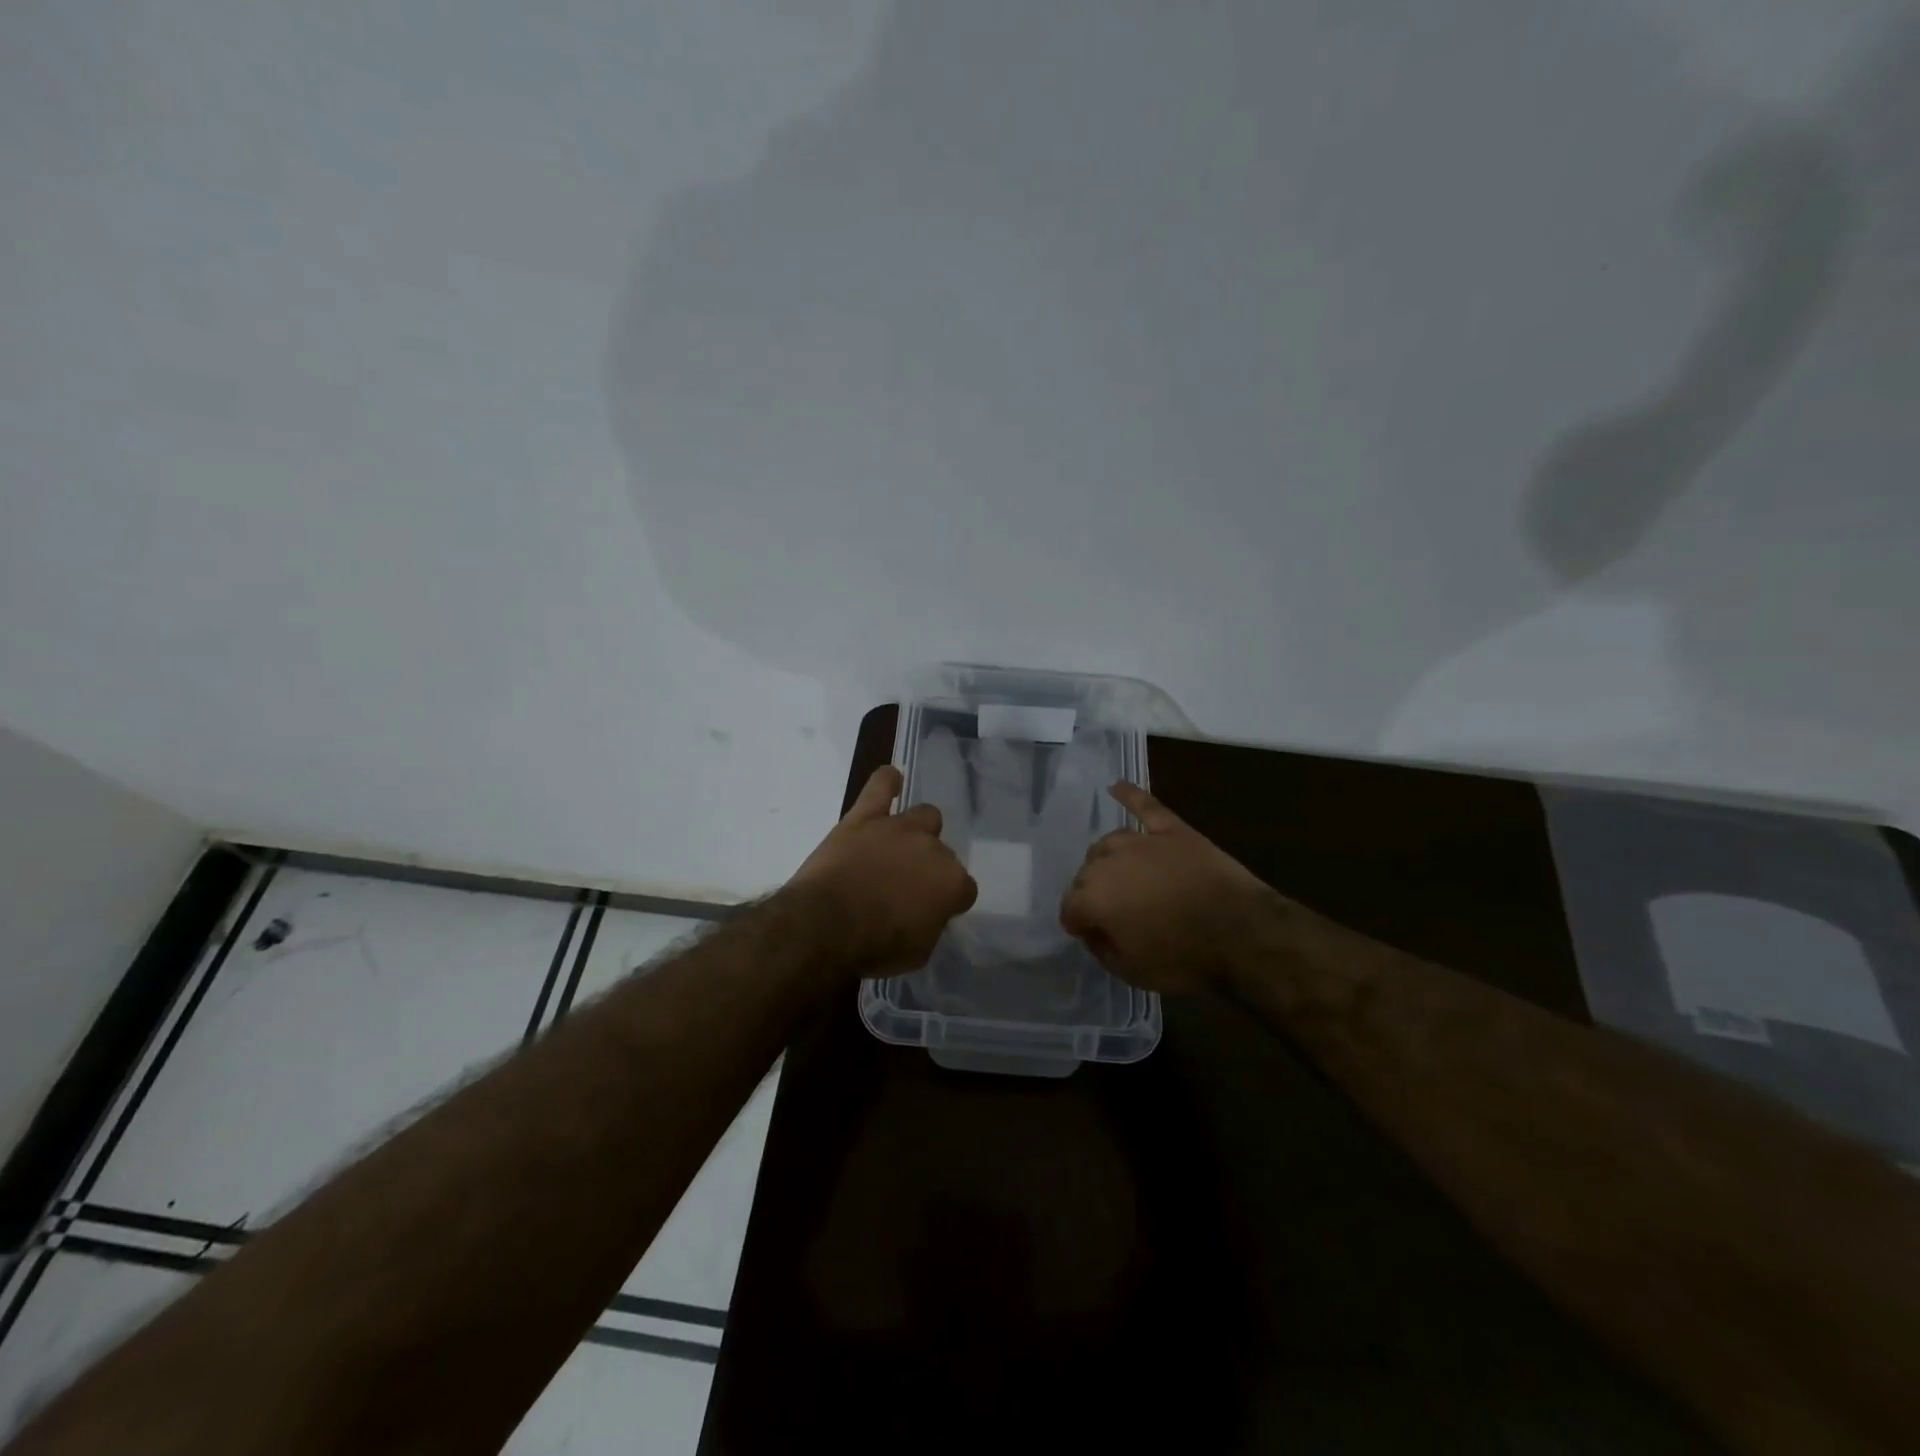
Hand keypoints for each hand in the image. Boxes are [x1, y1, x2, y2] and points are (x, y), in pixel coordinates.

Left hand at [788, 766, 978, 975]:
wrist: (826, 925)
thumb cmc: (874, 946)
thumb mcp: (917, 952)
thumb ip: (930, 925)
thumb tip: (926, 914)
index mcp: (951, 883)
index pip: (964, 889)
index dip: (948, 902)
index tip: (931, 913)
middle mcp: (933, 848)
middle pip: (943, 853)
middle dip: (929, 870)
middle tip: (905, 888)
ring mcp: (899, 827)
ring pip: (925, 816)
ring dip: (917, 831)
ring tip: (899, 846)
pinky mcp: (865, 817)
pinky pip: (881, 786)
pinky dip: (887, 782)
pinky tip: (891, 781)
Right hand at [1060, 781, 1275, 993]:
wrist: (1242, 934)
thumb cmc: (1184, 958)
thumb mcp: (1132, 972)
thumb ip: (1102, 948)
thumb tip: (1094, 931)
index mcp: (1093, 897)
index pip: (1070, 908)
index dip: (1080, 924)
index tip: (1093, 935)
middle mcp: (1108, 862)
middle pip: (1086, 873)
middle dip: (1092, 893)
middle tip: (1114, 914)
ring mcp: (1141, 841)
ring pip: (1109, 843)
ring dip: (1107, 860)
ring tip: (1120, 876)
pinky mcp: (1172, 830)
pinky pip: (1145, 806)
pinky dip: (1130, 795)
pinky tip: (1117, 786)